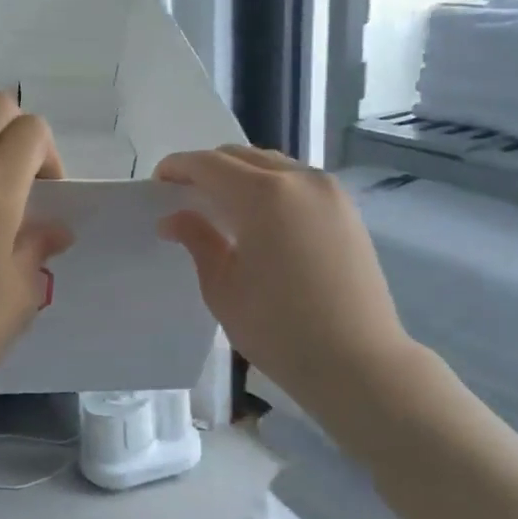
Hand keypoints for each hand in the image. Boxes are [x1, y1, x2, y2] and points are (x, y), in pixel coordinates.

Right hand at [155, 146, 417, 413]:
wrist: (358, 362)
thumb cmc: (280, 330)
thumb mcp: (223, 288)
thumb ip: (197, 240)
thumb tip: (175, 217)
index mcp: (263, 195)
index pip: (210, 164)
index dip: (179, 167)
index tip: (159, 182)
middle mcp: (299, 179)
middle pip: (242, 156)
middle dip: (209, 168)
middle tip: (186, 194)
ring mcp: (329, 192)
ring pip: (274, 165)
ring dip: (242, 174)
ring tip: (222, 205)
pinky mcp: (347, 209)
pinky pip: (299, 182)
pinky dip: (272, 187)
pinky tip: (261, 218)